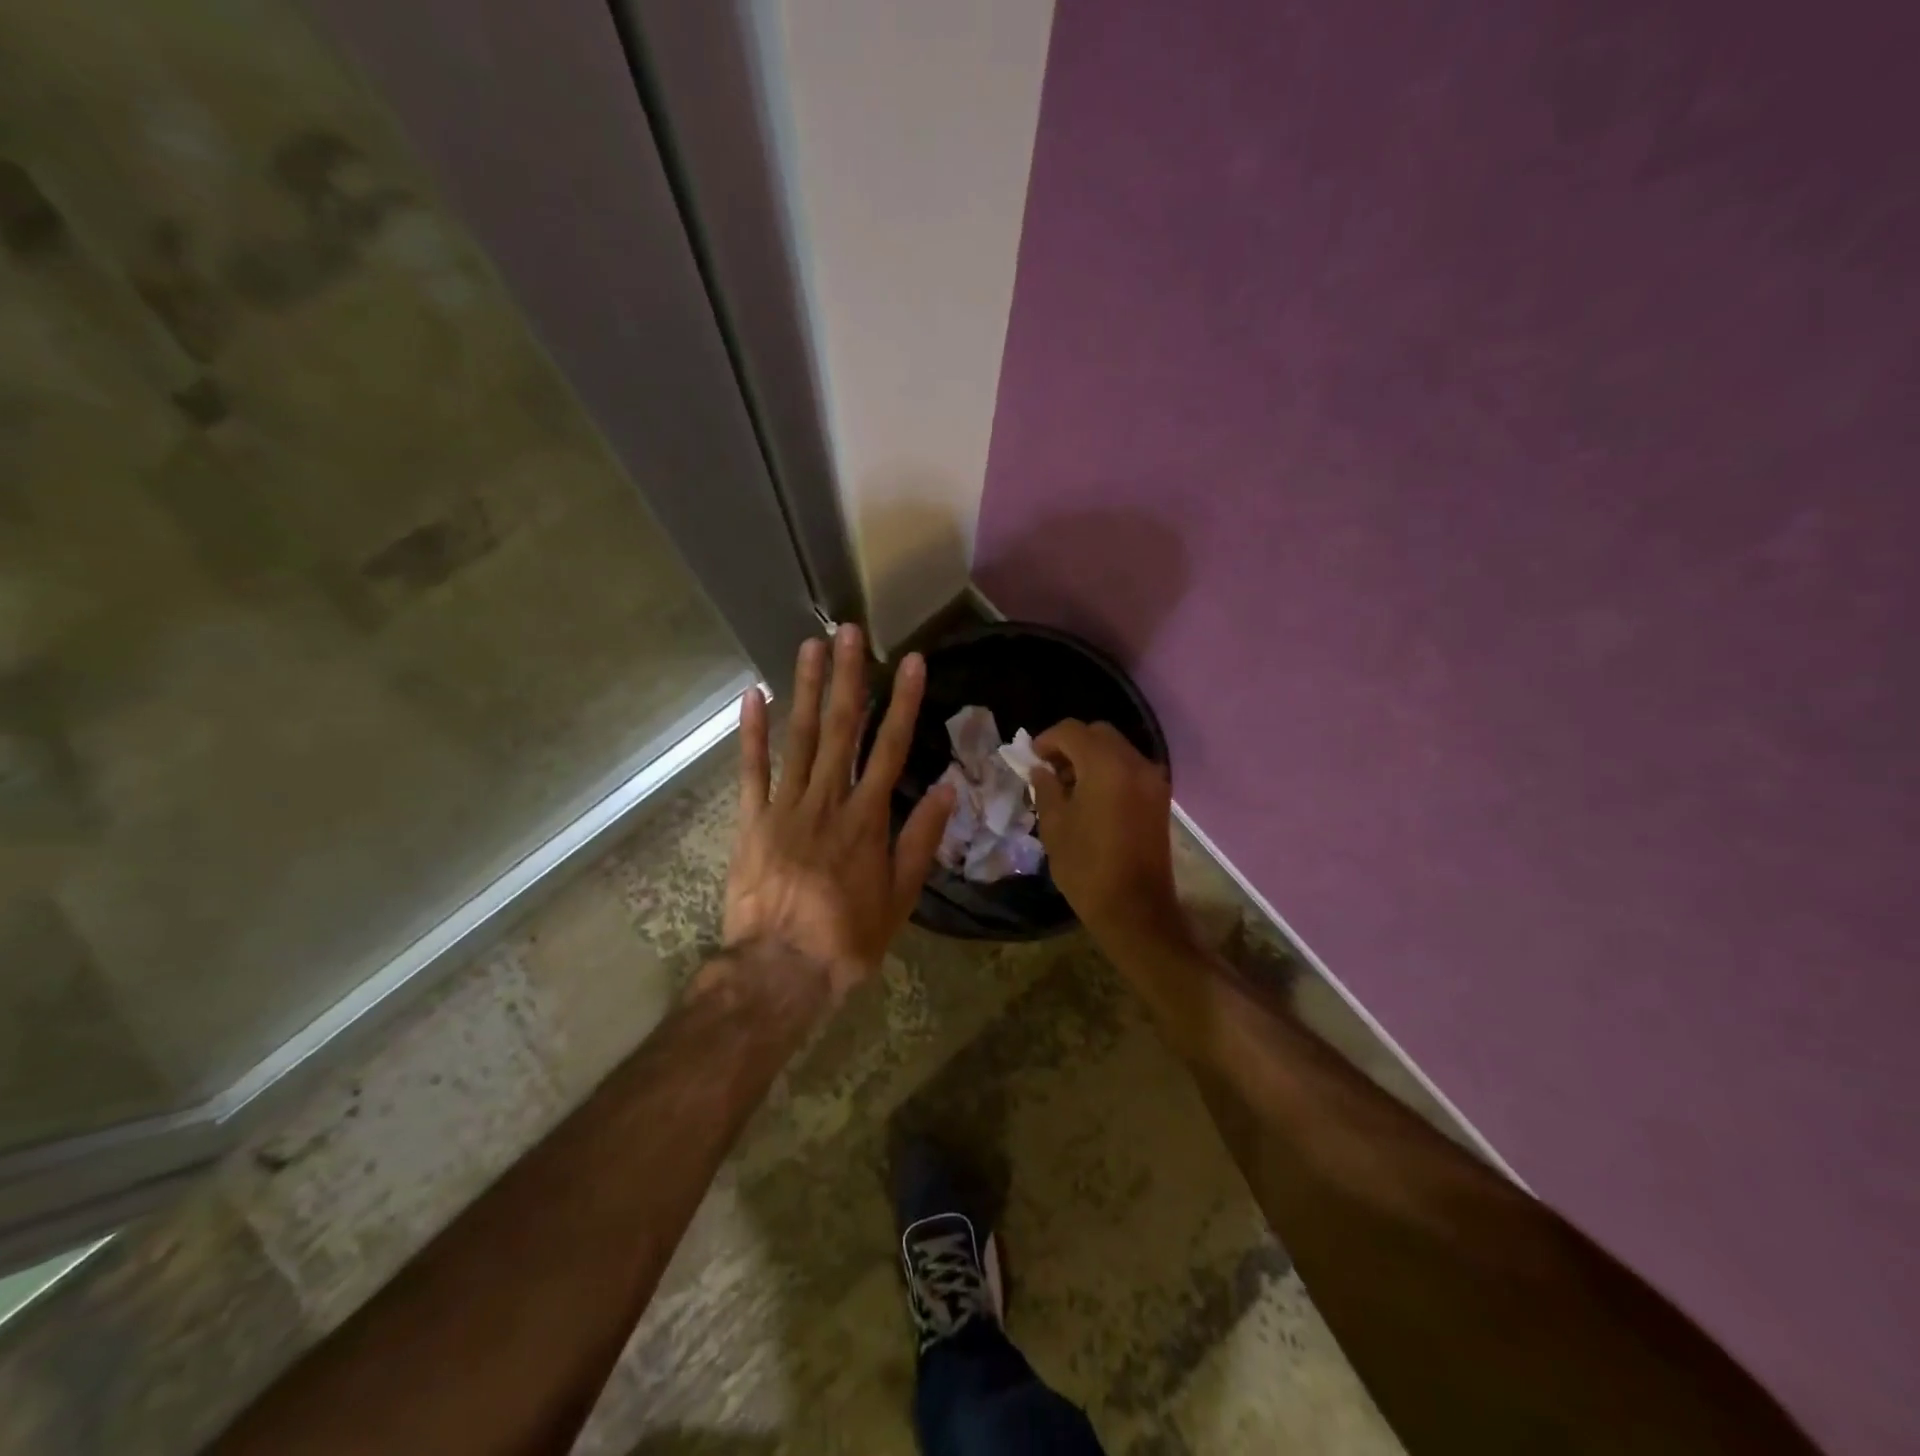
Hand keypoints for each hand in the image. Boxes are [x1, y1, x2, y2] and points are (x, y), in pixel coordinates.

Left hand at [724, 625, 955, 1003]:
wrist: (779, 971)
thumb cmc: (847, 939)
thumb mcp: (900, 899)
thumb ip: (920, 840)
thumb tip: (948, 789)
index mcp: (867, 818)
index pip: (891, 747)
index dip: (904, 702)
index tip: (913, 662)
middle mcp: (827, 800)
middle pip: (841, 728)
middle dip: (848, 677)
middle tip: (851, 631)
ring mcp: (784, 806)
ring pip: (798, 737)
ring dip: (805, 688)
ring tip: (811, 646)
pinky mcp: (750, 820)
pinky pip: (750, 769)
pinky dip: (751, 732)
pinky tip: (753, 695)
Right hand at [1031, 720, 1186, 949]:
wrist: (1135, 909)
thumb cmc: (1086, 868)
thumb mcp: (1054, 826)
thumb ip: (1046, 788)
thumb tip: (1041, 769)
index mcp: (1105, 766)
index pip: (1072, 731)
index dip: (1047, 739)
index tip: (1031, 759)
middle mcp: (1134, 763)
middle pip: (1098, 734)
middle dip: (1070, 744)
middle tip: (1049, 769)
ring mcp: (1152, 780)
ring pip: (1116, 749)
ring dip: (1091, 757)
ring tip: (1068, 786)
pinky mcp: (1159, 798)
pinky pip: (1129, 768)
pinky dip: (1108, 770)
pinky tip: (1091, 798)